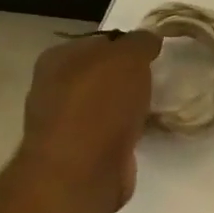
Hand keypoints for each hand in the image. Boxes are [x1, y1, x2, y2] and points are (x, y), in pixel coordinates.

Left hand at [19, 30, 162, 212]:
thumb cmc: (100, 103)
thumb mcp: (128, 56)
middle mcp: (55, 89)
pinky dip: (129, 129)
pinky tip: (147, 128)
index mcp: (57, 59)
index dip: (128, 44)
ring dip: (130, 104)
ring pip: (108, 103)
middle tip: (159, 76)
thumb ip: (141, 42)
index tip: (154, 51)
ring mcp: (66, 123)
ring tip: (158, 102)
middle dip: (129, 75)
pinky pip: (112, 131)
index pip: (100, 41)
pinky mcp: (82, 153)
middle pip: (103, 73)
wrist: (82, 173)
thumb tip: (149, 39)